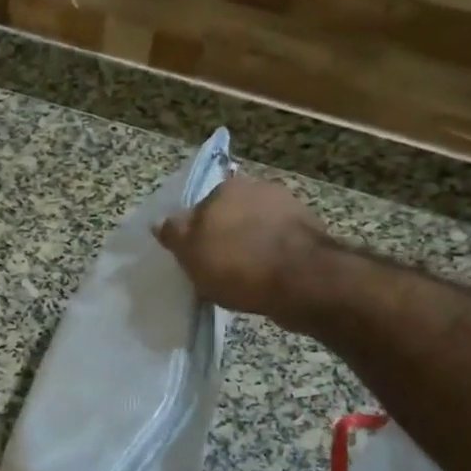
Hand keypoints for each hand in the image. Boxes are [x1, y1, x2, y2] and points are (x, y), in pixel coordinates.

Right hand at [155, 175, 328, 316]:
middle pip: (232, 215)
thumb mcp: (190, 253)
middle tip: (220, 268)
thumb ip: (174, 234)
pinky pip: (281, 246)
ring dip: (252, 247)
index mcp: (226, 188)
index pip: (201, 207)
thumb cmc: (238, 265)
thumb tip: (160, 221)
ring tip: (246, 279)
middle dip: (227, 236)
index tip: (197, 257)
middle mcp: (259, 188)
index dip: (196, 233)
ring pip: (258, 229)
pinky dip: (273, 259)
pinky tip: (268, 281)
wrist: (303, 282)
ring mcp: (289, 209)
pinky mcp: (311, 234)